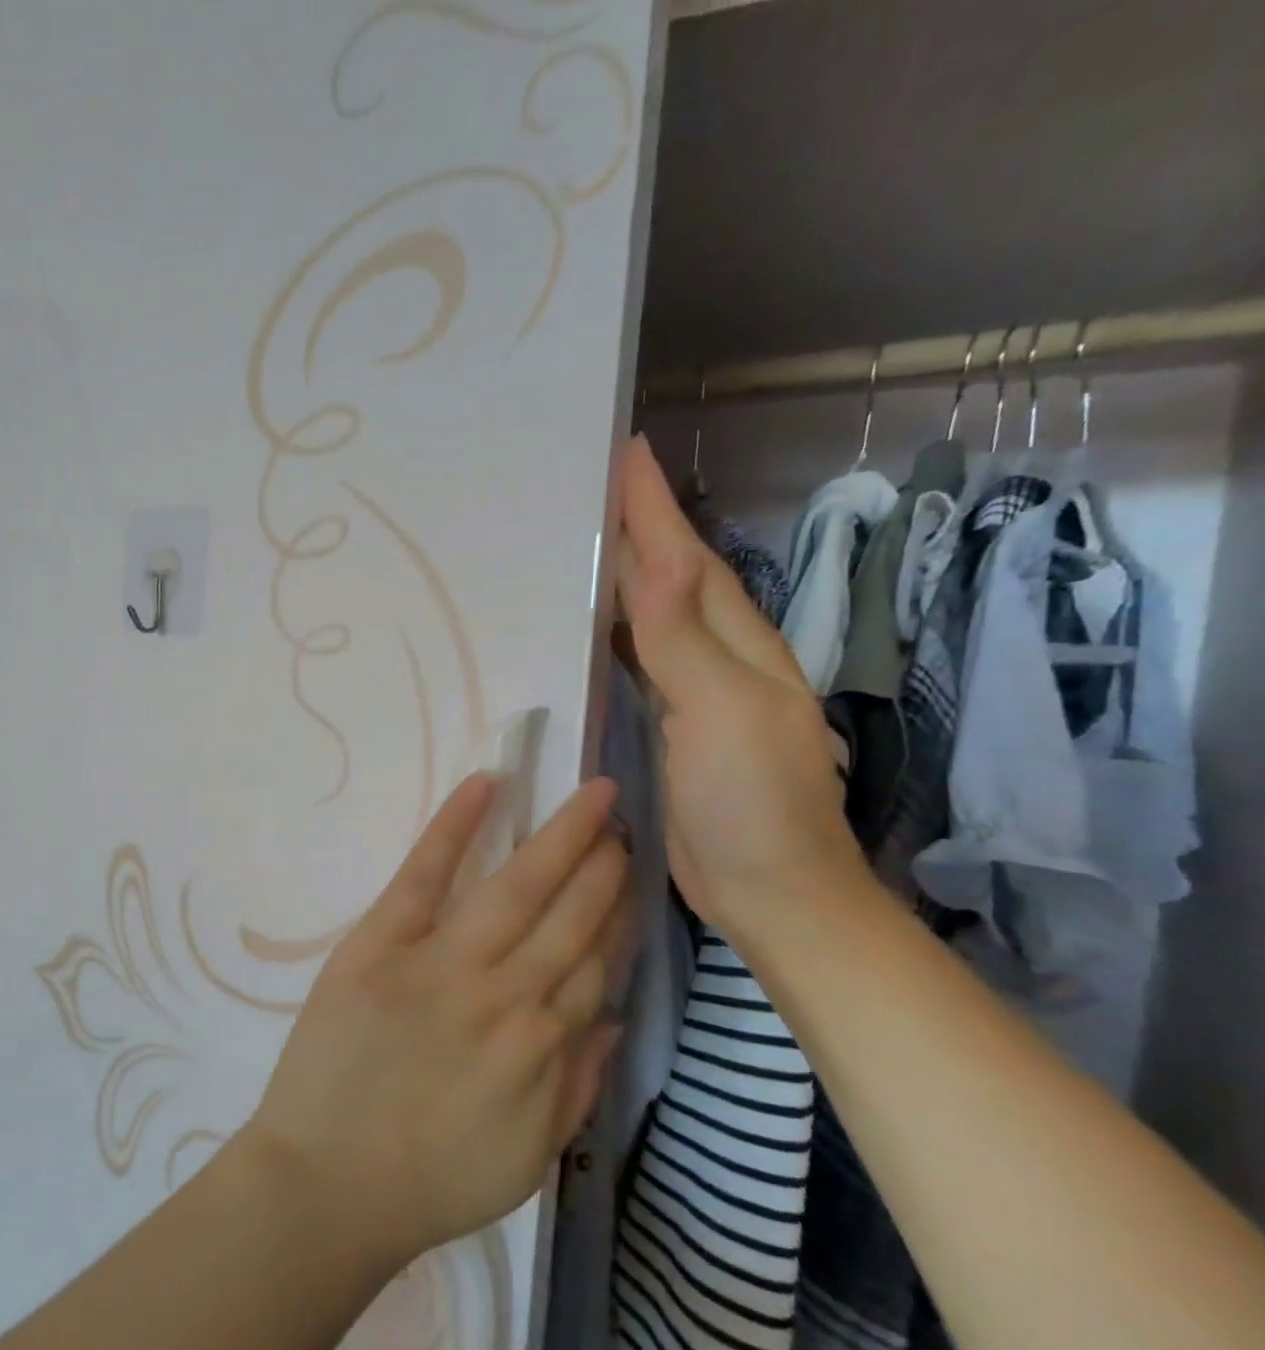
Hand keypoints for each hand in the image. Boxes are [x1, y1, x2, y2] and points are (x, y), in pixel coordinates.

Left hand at [243, 775, 630, 1268]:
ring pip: (516, 889)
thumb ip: (579, 1085)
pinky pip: (424, 876)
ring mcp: (442, 963)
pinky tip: (485, 785)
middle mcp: (505, 995)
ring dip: (559, 839)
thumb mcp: (529, 1157)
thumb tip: (615, 1019)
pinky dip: (454, 828)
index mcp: (542, 1046)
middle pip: (569, 917)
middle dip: (602, 865)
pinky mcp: (380, 944)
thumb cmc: (430, 1179)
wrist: (328, 1185)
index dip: (618, 916)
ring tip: (590, 798)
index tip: (634, 877)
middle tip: (622, 819)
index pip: (595, 963)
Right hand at [613, 435, 867, 935]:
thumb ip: (685, 637)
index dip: (655, 510)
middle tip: (588, 491)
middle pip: (673, 580)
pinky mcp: (671, 730)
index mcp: (739, 646)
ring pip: (655, 619)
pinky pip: (638, 663)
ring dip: (623, 580)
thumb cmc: (752, 803)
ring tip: (580, 547)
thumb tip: (660, 556)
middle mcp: (720, 660)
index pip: (688, 561)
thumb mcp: (722, 712)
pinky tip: (588, 632)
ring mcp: (696, 696)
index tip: (622, 453)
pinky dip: (615, 636)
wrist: (772, 893)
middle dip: (637, 531)